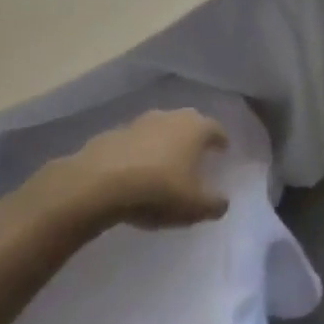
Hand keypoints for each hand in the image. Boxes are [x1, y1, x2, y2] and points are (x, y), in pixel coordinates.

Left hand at [52, 108, 229, 230]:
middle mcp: (169, 117)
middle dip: (193, 136)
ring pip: (159, 129)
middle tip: (196, 153)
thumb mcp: (195, 206)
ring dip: (163, 143)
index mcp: (195, 128)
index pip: (215, 128)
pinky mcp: (111, 134)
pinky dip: (139, 152)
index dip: (221, 140)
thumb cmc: (159, 190)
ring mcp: (138, 123)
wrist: (100, 183)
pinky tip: (135, 171)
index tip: (223, 149)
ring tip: (165, 163)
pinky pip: (133, 142)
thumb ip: (214, 204)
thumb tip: (222, 202)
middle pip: (187, 122)